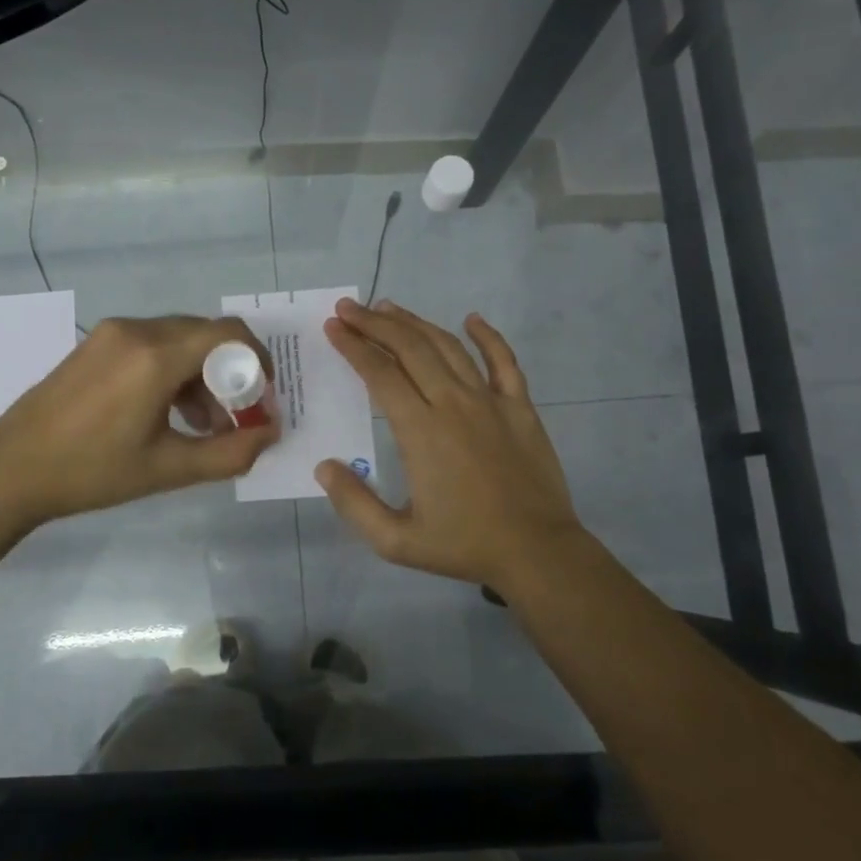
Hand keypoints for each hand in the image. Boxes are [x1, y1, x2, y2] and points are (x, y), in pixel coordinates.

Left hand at [0, 315, 280, 527]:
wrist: (11, 469)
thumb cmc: (92, 472)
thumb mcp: (168, 468)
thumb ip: (229, 452)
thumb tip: (271, 434)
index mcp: (156, 356)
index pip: (229, 334)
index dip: (257, 361)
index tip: (263, 398)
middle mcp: (137, 330)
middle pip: (206, 335)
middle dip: (230, 373)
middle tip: (235, 417)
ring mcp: (112, 333)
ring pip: (178, 339)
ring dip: (201, 374)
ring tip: (202, 424)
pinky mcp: (96, 343)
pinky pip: (151, 344)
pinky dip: (172, 369)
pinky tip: (167, 411)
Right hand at [316, 299, 589, 593]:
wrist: (537, 552)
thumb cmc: (464, 545)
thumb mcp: (396, 541)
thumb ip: (354, 504)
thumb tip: (323, 466)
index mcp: (421, 430)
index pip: (380, 374)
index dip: (353, 347)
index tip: (334, 327)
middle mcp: (453, 404)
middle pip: (409, 348)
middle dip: (374, 323)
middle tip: (349, 308)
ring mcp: (491, 401)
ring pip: (448, 347)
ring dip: (415, 323)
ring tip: (388, 308)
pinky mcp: (520, 408)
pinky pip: (504, 361)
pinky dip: (487, 336)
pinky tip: (472, 319)